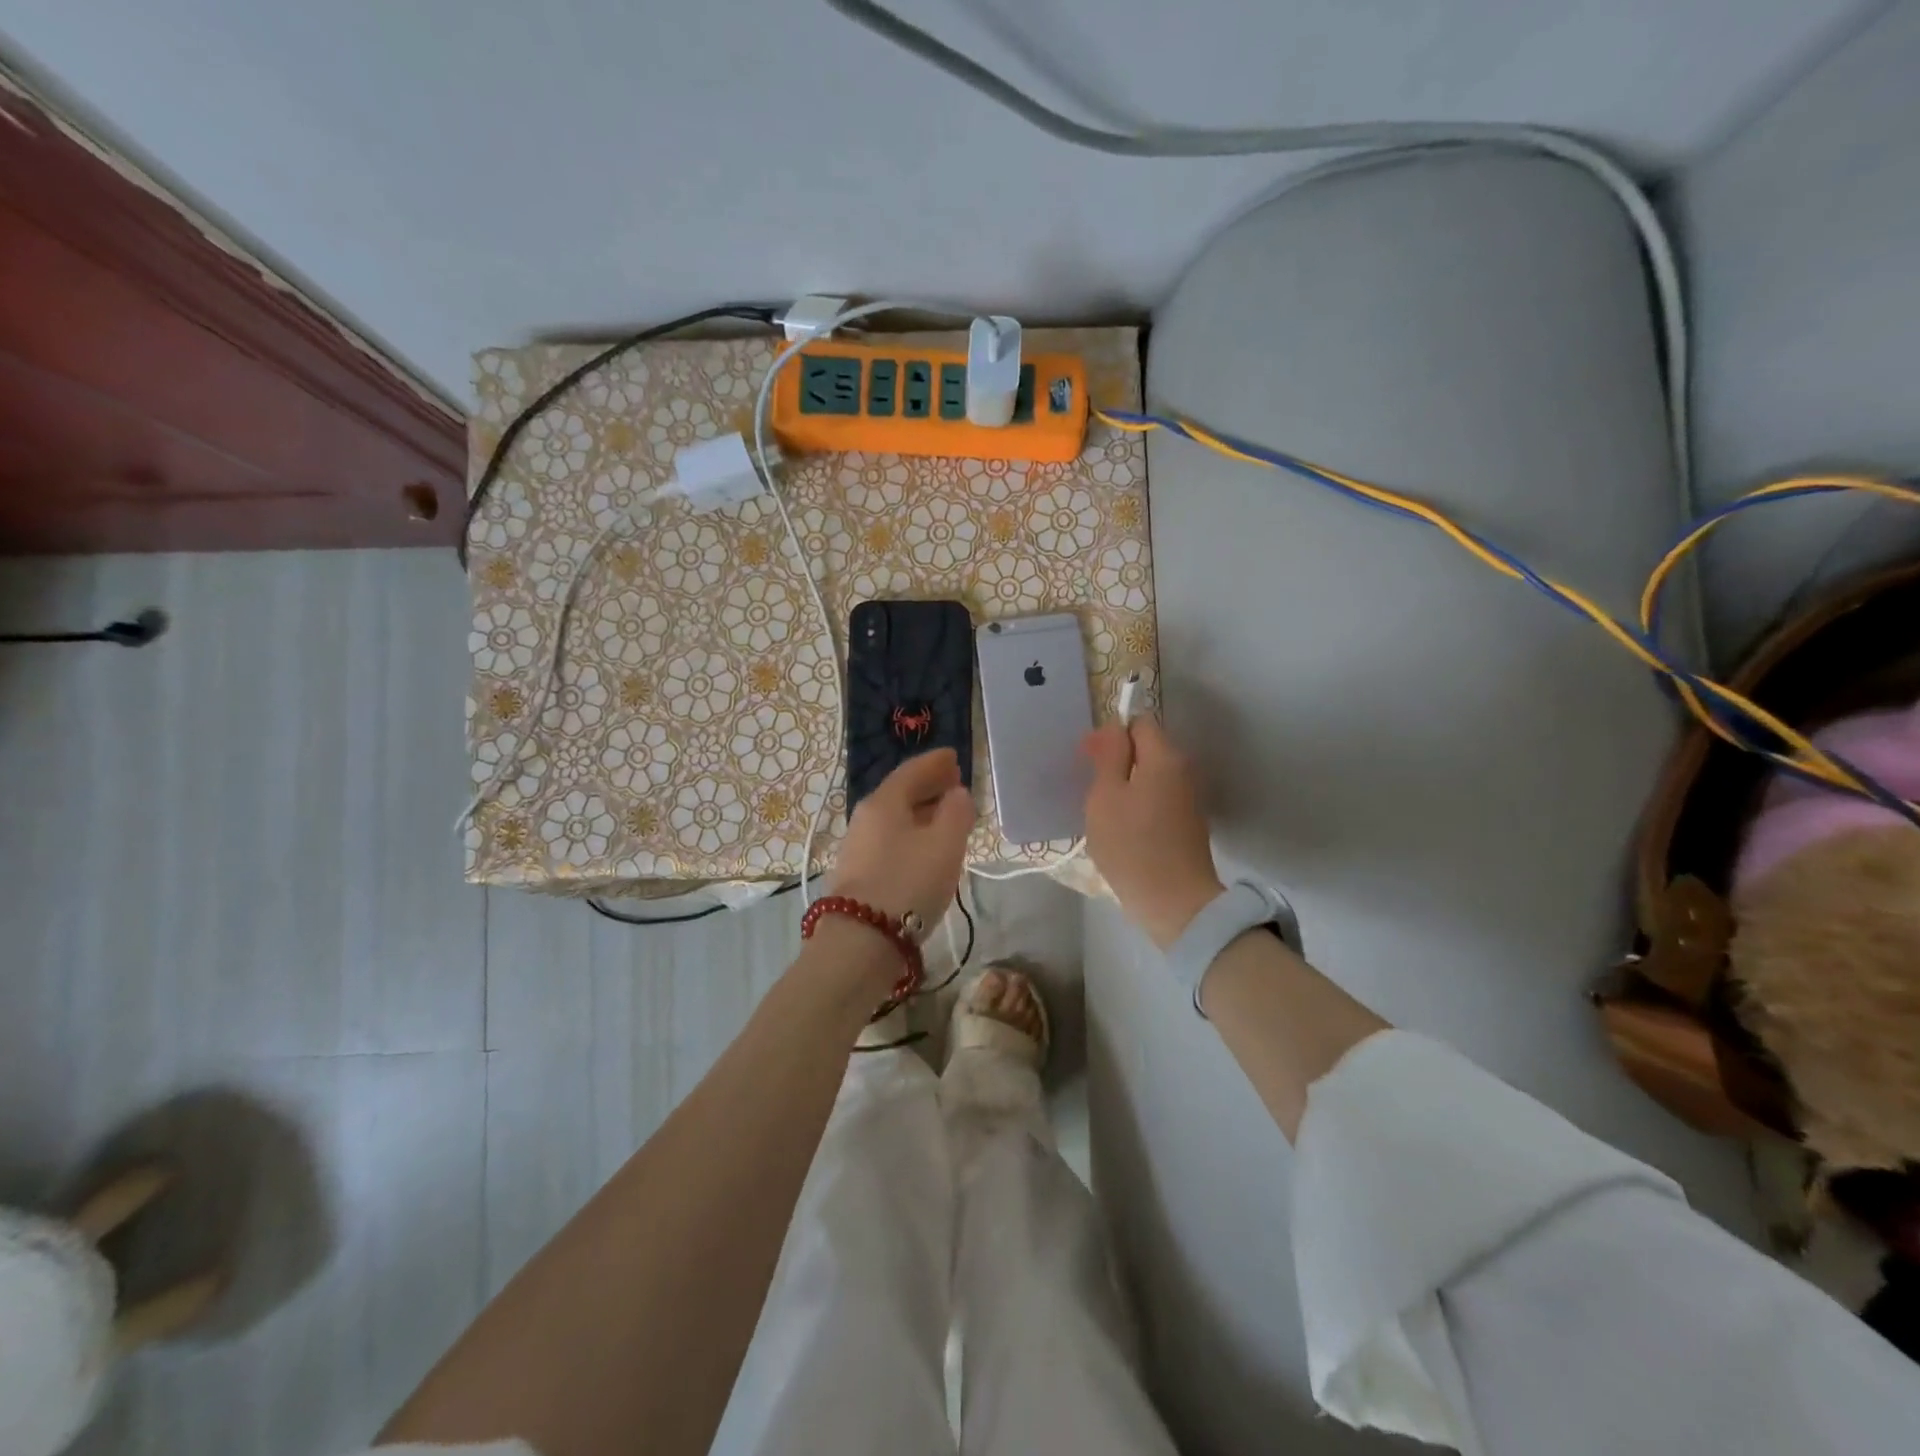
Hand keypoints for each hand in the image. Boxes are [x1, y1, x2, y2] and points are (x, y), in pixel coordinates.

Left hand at [828, 748, 975, 934]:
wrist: (861, 941)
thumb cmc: (908, 883)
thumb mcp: (945, 844)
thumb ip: (957, 812)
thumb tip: (957, 794)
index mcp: (884, 802)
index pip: (911, 770)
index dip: (935, 762)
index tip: (954, 756)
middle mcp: (865, 818)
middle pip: (900, 793)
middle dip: (928, 786)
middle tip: (953, 782)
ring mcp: (857, 847)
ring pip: (894, 819)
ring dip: (920, 812)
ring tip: (945, 816)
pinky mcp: (857, 875)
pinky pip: (890, 841)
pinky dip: (911, 835)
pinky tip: (924, 849)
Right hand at [1083, 718, 1224, 948]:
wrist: (1175, 903)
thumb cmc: (1131, 845)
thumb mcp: (1106, 796)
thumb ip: (1110, 755)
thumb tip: (1114, 727)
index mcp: (1164, 757)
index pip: (1138, 723)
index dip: (1111, 735)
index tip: (1089, 760)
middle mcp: (1183, 771)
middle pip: (1146, 750)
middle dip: (1117, 763)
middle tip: (1091, 791)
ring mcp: (1188, 799)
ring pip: (1149, 777)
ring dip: (1125, 787)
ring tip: (1103, 815)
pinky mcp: (1187, 824)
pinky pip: (1157, 800)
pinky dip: (1138, 807)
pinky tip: (1122, 831)